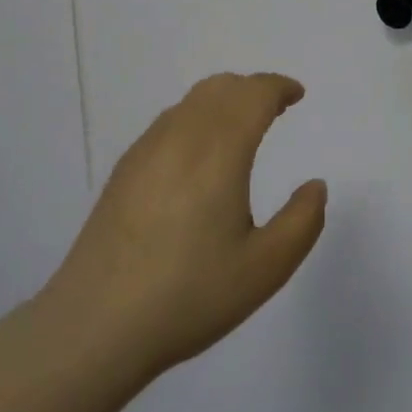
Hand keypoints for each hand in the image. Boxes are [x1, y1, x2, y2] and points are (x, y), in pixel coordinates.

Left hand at [45, 73, 326, 377]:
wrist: (96, 324)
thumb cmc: (190, 295)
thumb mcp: (265, 268)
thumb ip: (302, 221)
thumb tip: (315, 186)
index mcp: (219, 151)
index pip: (252, 95)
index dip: (278, 87)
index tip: (296, 95)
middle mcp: (180, 137)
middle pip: (220, 88)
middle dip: (252, 89)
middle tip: (274, 108)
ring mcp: (145, 151)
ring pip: (190, 102)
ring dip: (222, 101)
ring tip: (240, 128)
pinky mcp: (123, 171)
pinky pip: (167, 123)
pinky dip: (195, 119)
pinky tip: (198, 157)